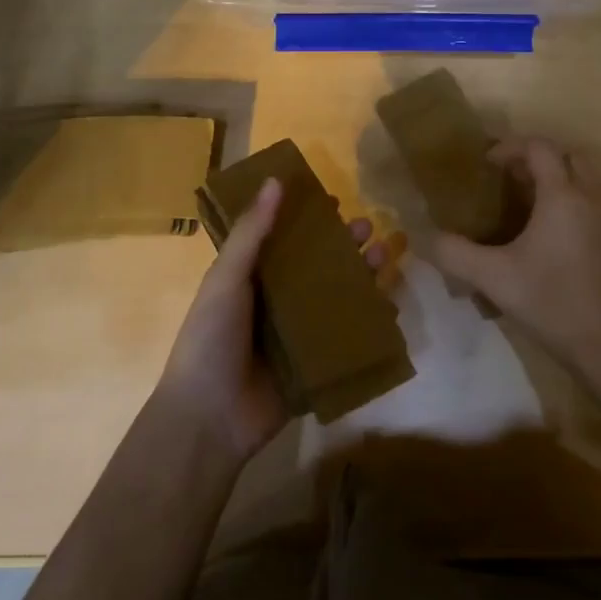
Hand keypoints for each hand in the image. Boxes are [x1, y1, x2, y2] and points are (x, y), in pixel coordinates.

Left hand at [157, 179, 386, 462]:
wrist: (209, 419)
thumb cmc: (211, 339)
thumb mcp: (226, 279)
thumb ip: (251, 232)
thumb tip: (275, 180)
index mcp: (252, 278)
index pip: (285, 239)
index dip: (308, 220)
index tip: (335, 202)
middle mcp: (276, 301)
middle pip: (318, 266)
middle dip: (344, 246)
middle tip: (370, 228)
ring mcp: (297, 334)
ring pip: (336, 297)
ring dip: (361, 277)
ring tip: (386, 257)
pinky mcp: (315, 364)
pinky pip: (346, 337)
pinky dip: (368, 321)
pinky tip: (391, 305)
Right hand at [433, 137, 600, 370]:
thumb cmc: (550, 301)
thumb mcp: (492, 278)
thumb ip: (454, 253)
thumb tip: (424, 238)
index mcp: (562, 196)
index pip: (540, 147)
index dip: (510, 147)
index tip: (486, 165)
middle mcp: (591, 199)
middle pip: (569, 155)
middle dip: (538, 158)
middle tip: (509, 179)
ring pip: (586, 179)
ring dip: (558, 179)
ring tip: (526, 205)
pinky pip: (594, 203)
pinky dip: (572, 201)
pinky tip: (549, 236)